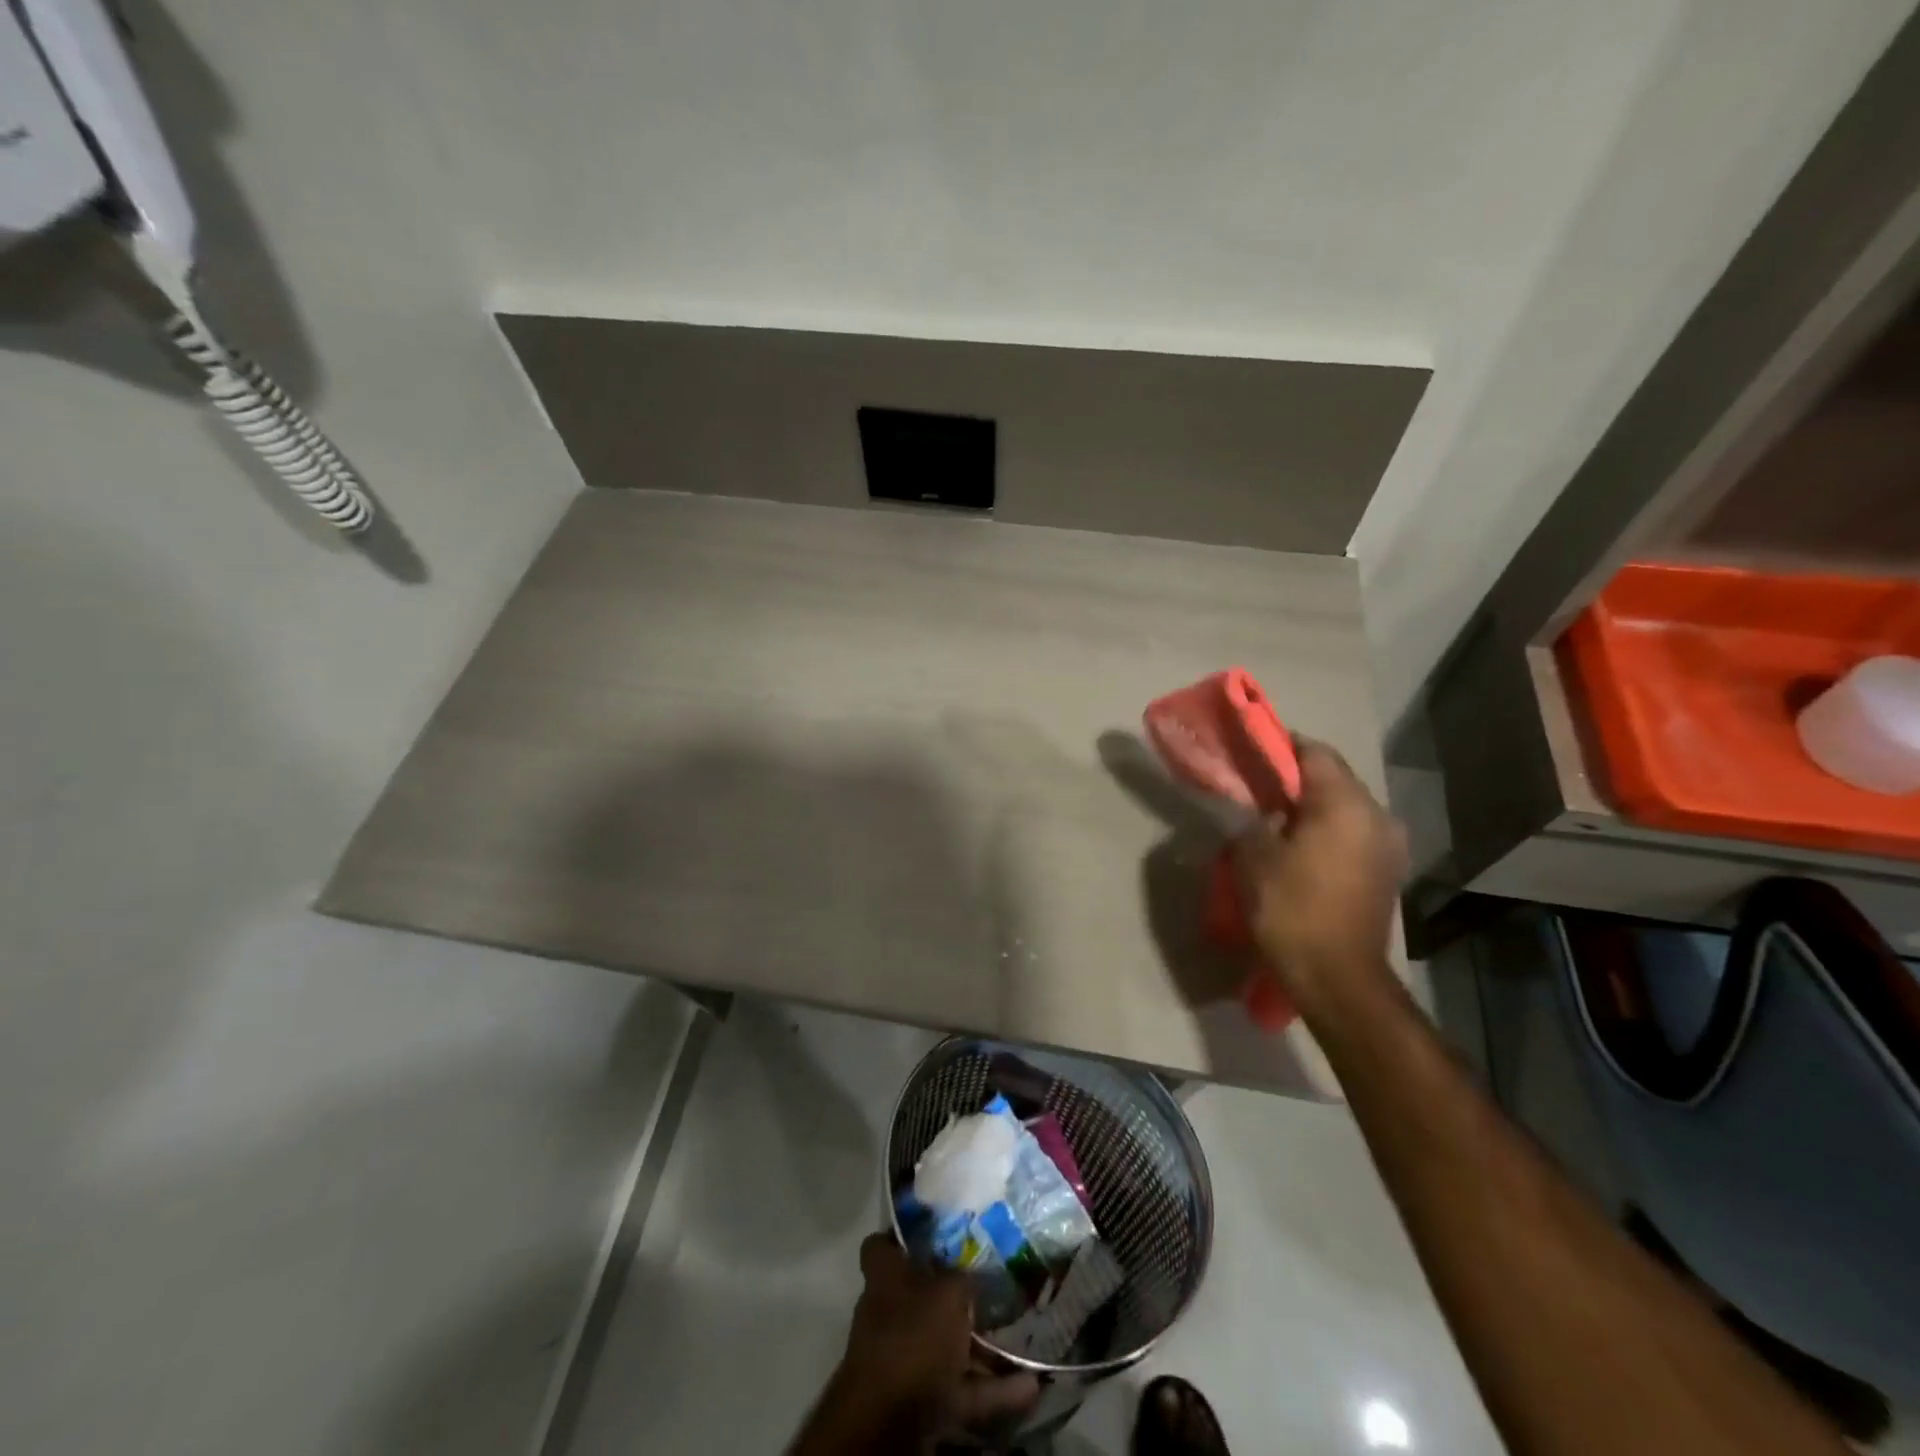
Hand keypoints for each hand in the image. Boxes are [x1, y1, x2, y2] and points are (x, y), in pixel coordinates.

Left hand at [792, 1235, 1038, 1452]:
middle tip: (991, 1285)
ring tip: (1020, 1339)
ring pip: (945, 1344)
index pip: (881, 1245)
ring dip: (981, 1346)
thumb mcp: (948, 1294)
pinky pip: (962, 1388)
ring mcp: (902, 1358)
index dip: (902, 1237)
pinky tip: (1031, 1386)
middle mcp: (888, 1313)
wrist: (887, 1423)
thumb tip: (976, 1273)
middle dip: (954, 1294)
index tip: (934, 1229)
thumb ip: (964, 1279)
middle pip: (920, 1295)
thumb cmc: (913, 1338)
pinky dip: (993, 1389)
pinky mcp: (919, 1400)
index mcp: (885, 1278)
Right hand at [1234, 739, 1407, 1016]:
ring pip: (1345, 808)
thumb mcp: (1254, 855)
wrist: (1337, 977)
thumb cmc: (1291, 908)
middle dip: (1295, 779)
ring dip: (1312, 807)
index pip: (1314, 752)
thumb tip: (1259, 810)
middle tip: (1257, 789)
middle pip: (1333, 778)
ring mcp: (1390, 846)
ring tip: (1275, 822)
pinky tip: (1300, 849)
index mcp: (1346, 804)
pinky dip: (1327, 831)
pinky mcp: (1388, 872)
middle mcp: (1377, 816)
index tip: (1251, 752)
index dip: (1280, 746)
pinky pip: (1353, 834)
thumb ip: (1253, 818)